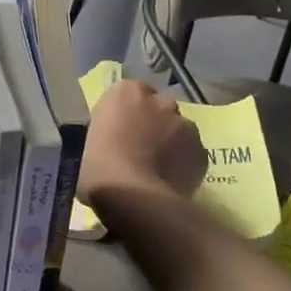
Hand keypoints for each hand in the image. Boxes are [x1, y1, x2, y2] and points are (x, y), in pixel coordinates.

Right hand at [77, 77, 206, 205]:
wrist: (134, 198)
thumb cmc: (99, 169)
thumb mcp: (89, 143)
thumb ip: (107, 133)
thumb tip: (115, 142)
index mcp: (126, 92)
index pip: (128, 93)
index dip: (125, 113)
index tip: (119, 131)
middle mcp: (159, 100)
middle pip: (158, 107)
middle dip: (152, 123)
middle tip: (139, 149)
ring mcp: (185, 125)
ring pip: (178, 129)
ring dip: (170, 141)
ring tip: (157, 169)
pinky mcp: (202, 151)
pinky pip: (191, 154)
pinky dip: (184, 163)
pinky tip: (171, 182)